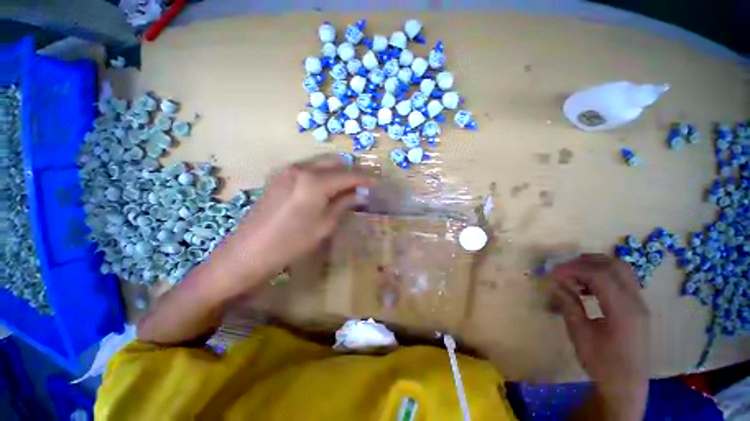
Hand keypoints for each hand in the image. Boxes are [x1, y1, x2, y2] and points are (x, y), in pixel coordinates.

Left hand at [219, 156, 373, 289]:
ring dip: (337, 172)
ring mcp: (288, 170)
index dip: (364, 178)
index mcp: (314, 181)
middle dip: (351, 172)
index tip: (376, 183)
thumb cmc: (292, 242)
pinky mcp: (279, 176)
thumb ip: (343, 203)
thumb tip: (360, 194)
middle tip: (363, 184)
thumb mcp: (324, 225)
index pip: (347, 175)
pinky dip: (322, 174)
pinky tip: (327, 187)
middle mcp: (301, 168)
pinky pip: (308, 169)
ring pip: (321, 163)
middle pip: (334, 163)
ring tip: (348, 186)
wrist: (249, 251)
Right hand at [550, 254, 648, 419]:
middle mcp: (635, 301)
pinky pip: (621, 281)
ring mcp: (638, 303)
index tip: (553, 273)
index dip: (573, 268)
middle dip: (584, 262)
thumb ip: (569, 304)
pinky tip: (587, 289)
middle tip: (563, 271)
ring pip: (620, 270)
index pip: (600, 274)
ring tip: (573, 276)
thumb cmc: (602, 362)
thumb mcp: (580, 334)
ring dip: (594, 267)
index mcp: (623, 309)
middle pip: (613, 265)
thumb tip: (554, 284)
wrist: (626, 385)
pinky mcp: (636, 307)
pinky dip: (602, 277)